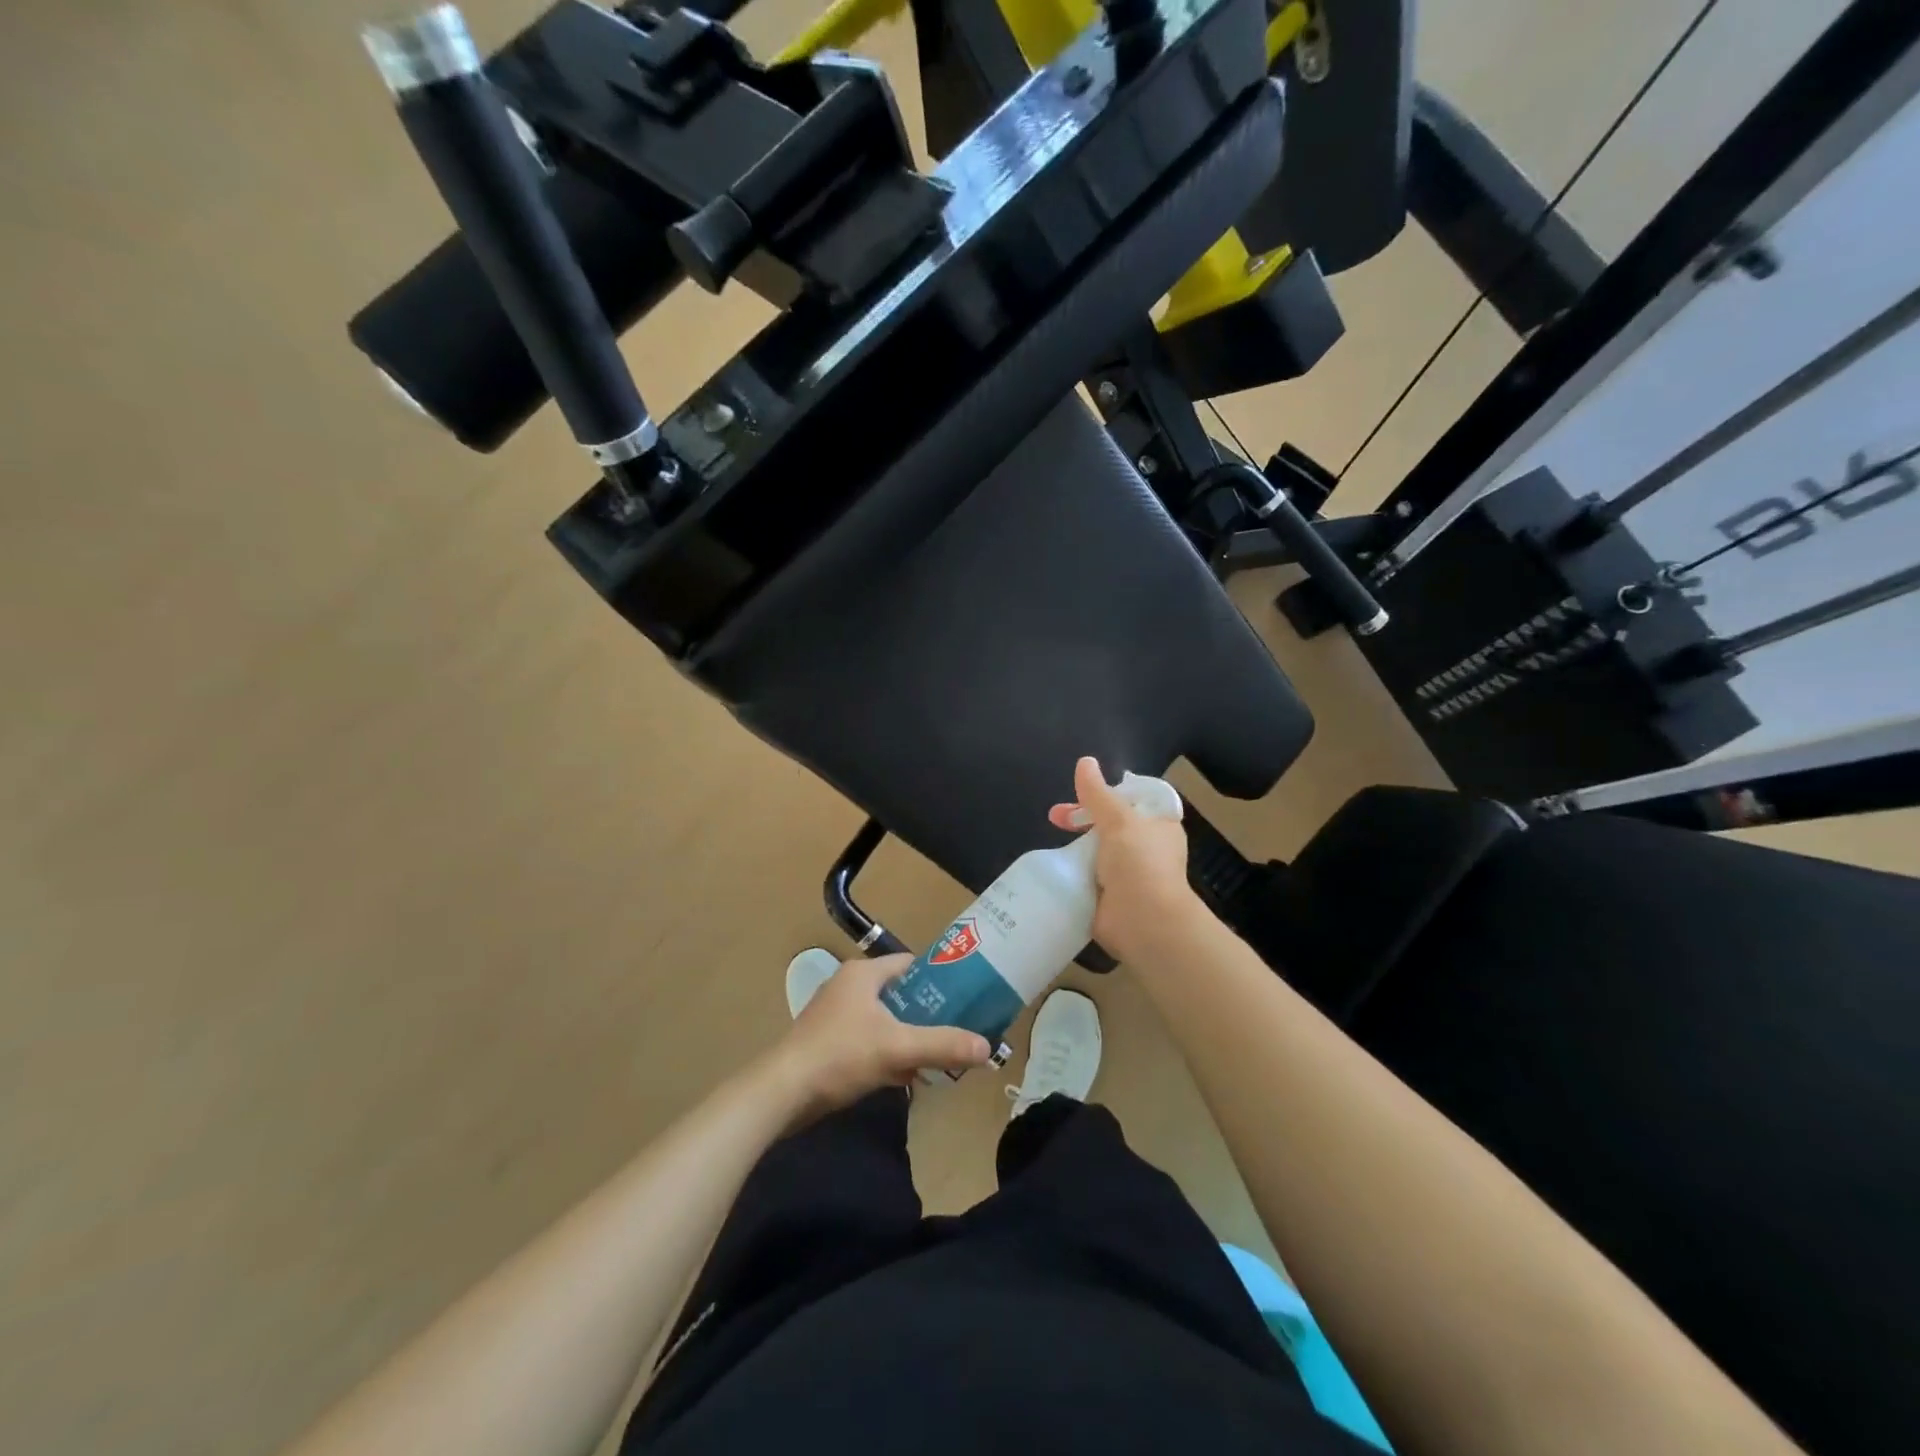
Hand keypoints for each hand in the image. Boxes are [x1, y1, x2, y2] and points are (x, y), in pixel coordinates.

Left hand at [767, 954, 992, 1123]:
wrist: (782, 1093)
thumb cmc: (840, 1055)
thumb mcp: (898, 1049)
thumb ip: (943, 1046)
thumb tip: (988, 1049)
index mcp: (862, 974)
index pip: (909, 964)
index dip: (938, 977)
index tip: (964, 995)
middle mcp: (848, 986)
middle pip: (899, 994)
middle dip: (926, 1013)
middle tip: (955, 1029)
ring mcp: (834, 1015)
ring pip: (883, 1020)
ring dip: (907, 1036)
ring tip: (937, 1054)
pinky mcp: (827, 1043)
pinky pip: (868, 1041)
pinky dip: (887, 1053)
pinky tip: (905, 1076)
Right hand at [1055, 756, 1204, 963]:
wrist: (1143, 923)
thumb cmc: (1139, 864)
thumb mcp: (1118, 820)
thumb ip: (1098, 793)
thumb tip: (1085, 761)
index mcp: (1159, 826)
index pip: (1135, 799)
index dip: (1109, 792)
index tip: (1083, 792)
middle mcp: (1147, 847)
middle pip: (1111, 823)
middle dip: (1083, 817)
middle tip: (1056, 817)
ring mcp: (1128, 873)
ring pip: (1098, 849)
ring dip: (1077, 844)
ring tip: (1052, 839)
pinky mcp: (1110, 896)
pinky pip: (1089, 875)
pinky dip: (1074, 870)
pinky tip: (1055, 865)